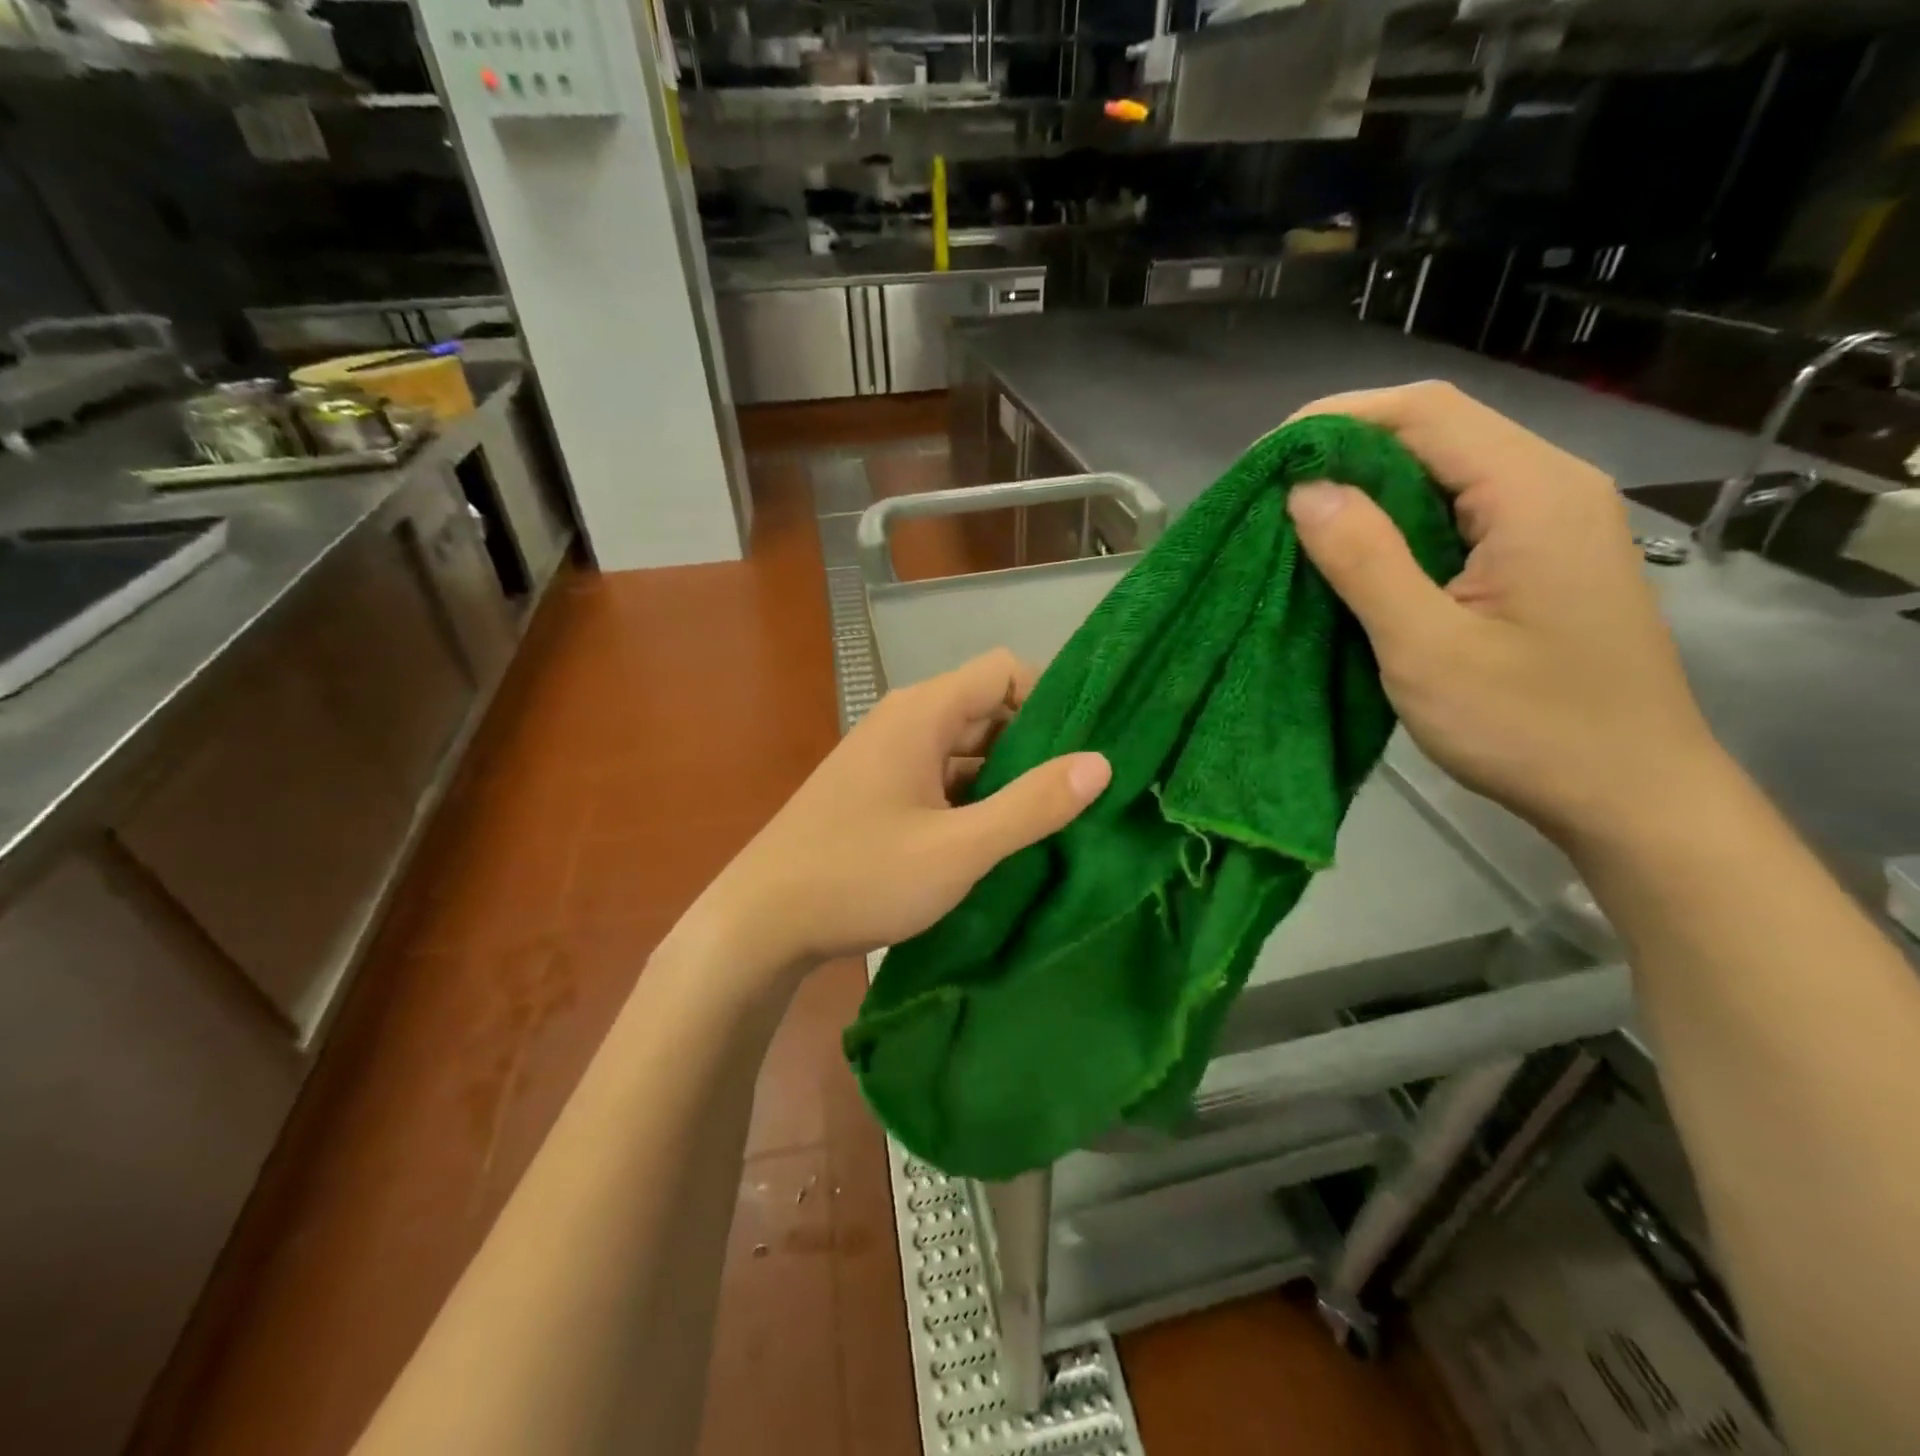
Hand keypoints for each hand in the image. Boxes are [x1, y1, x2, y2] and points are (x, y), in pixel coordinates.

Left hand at [705, 648, 1109, 971]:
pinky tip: (996, 838)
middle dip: (1035, 745)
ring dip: (1004, 777)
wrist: (760, 921)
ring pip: (964, 748)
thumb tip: (1100, 763)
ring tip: (1051, 820)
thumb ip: (1031, 806)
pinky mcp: (877, 790)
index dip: (1051, 699)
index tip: (1085, 749)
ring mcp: (887, 756)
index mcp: (923, 713)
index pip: (1004, 671)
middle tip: (1080, 794)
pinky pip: (940, 777)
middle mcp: (905, 720)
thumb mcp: (959, 849)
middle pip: (987, 708)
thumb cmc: (860, 876)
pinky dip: (972, 797)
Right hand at [1285, 381, 1725, 847]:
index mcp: (1533, 494)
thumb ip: (1366, 560)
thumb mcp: (1427, 648)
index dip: (1337, 420)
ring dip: (1368, 484)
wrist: (1629, 792)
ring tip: (1297, 518)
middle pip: (1437, 430)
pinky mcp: (1538, 555)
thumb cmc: (1528, 726)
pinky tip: (1355, 550)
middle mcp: (1551, 486)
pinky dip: (1395, 517)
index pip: (1426, 413)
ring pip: (1444, 469)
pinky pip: (1456, 509)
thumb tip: (1304, 490)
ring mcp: (1550, 520)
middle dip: (1347, 448)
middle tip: (1272, 492)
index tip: (1266, 460)